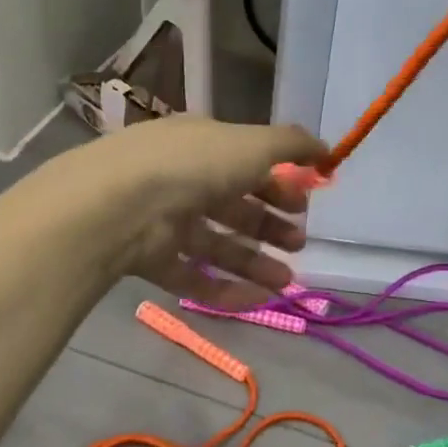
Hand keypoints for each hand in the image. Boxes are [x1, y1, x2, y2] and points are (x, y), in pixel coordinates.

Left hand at [75, 115, 327, 310]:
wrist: (119, 205)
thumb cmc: (195, 165)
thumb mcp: (254, 144)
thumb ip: (294, 145)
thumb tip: (328, 150)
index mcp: (203, 144)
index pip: (246, 162)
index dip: (278, 183)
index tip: (305, 206)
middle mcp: (182, 178)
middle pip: (233, 206)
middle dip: (269, 226)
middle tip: (299, 244)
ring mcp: (162, 220)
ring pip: (216, 244)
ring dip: (254, 262)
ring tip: (286, 283)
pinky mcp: (147, 258)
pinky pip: (191, 275)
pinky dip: (223, 289)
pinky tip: (256, 302)